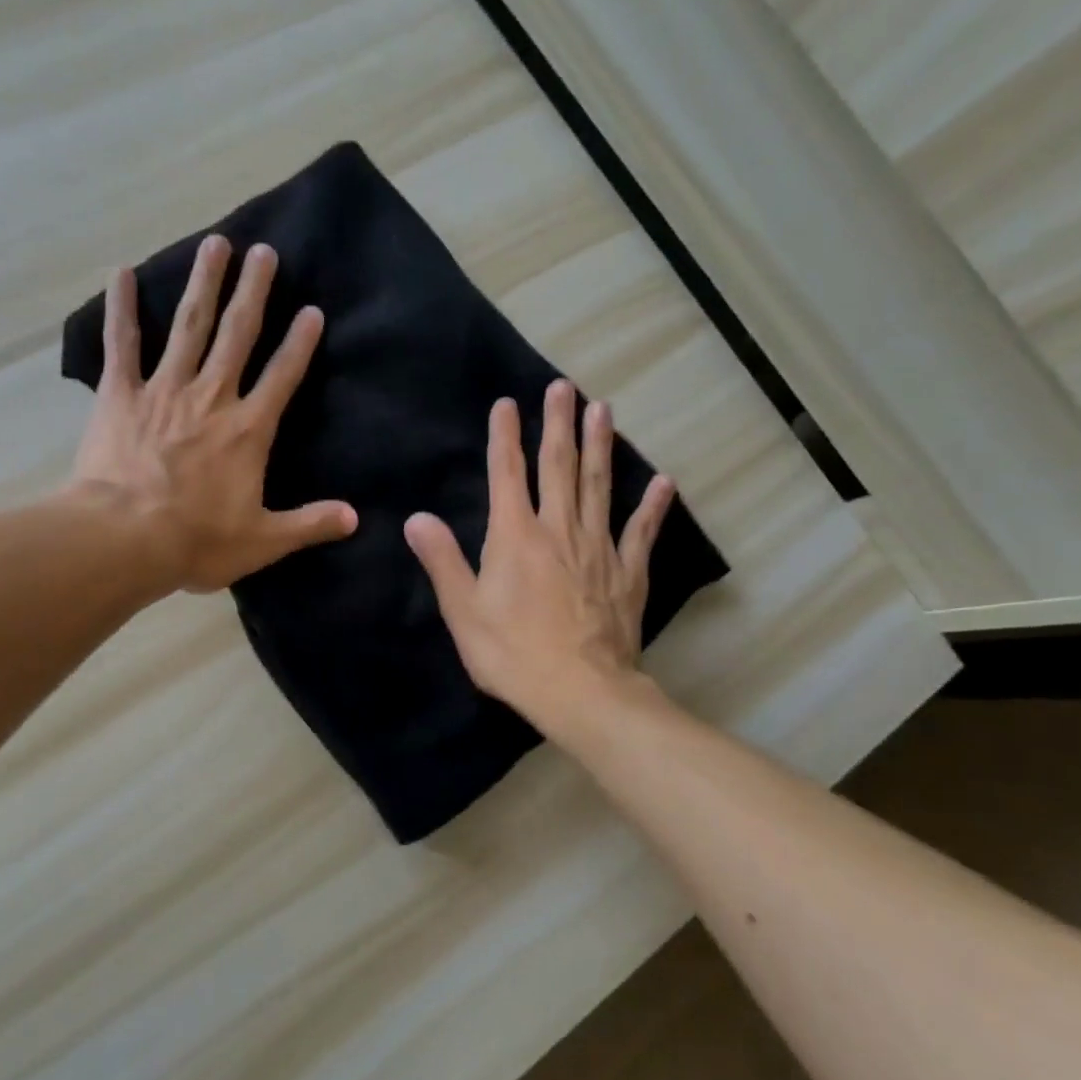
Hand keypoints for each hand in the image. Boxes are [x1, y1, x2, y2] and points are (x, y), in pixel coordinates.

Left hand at [69, 235, 356, 593]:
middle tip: (264, 251)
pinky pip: (122, 345)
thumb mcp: (263, 541)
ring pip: (189, 327)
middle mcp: (211, 397)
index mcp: (248, 430)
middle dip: (254, 292)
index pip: (283, 376)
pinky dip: (122, 308)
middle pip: (237, 335)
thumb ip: (310, 524)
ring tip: (215, 244)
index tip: (312, 310)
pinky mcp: (121, 395)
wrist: (124, 539)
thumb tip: (355, 517)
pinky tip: (122, 272)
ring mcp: (164, 390)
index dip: (300, 343)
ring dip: (204, 283)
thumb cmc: (196, 541)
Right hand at [404, 380, 674, 729]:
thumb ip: (442, 560)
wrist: (581, 692)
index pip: (507, 474)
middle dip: (558, 424)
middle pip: (559, 466)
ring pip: (599, 485)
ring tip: (604, 410)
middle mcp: (558, 529)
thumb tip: (417, 518)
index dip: (505, 437)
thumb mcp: (463, 611)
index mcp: (515, 536)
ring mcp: (599, 548)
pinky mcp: (627, 573)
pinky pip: (642, 531)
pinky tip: (663, 481)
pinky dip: (652, 505)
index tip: (506, 403)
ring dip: (601, 445)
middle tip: (564, 387)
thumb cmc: (513, 653)